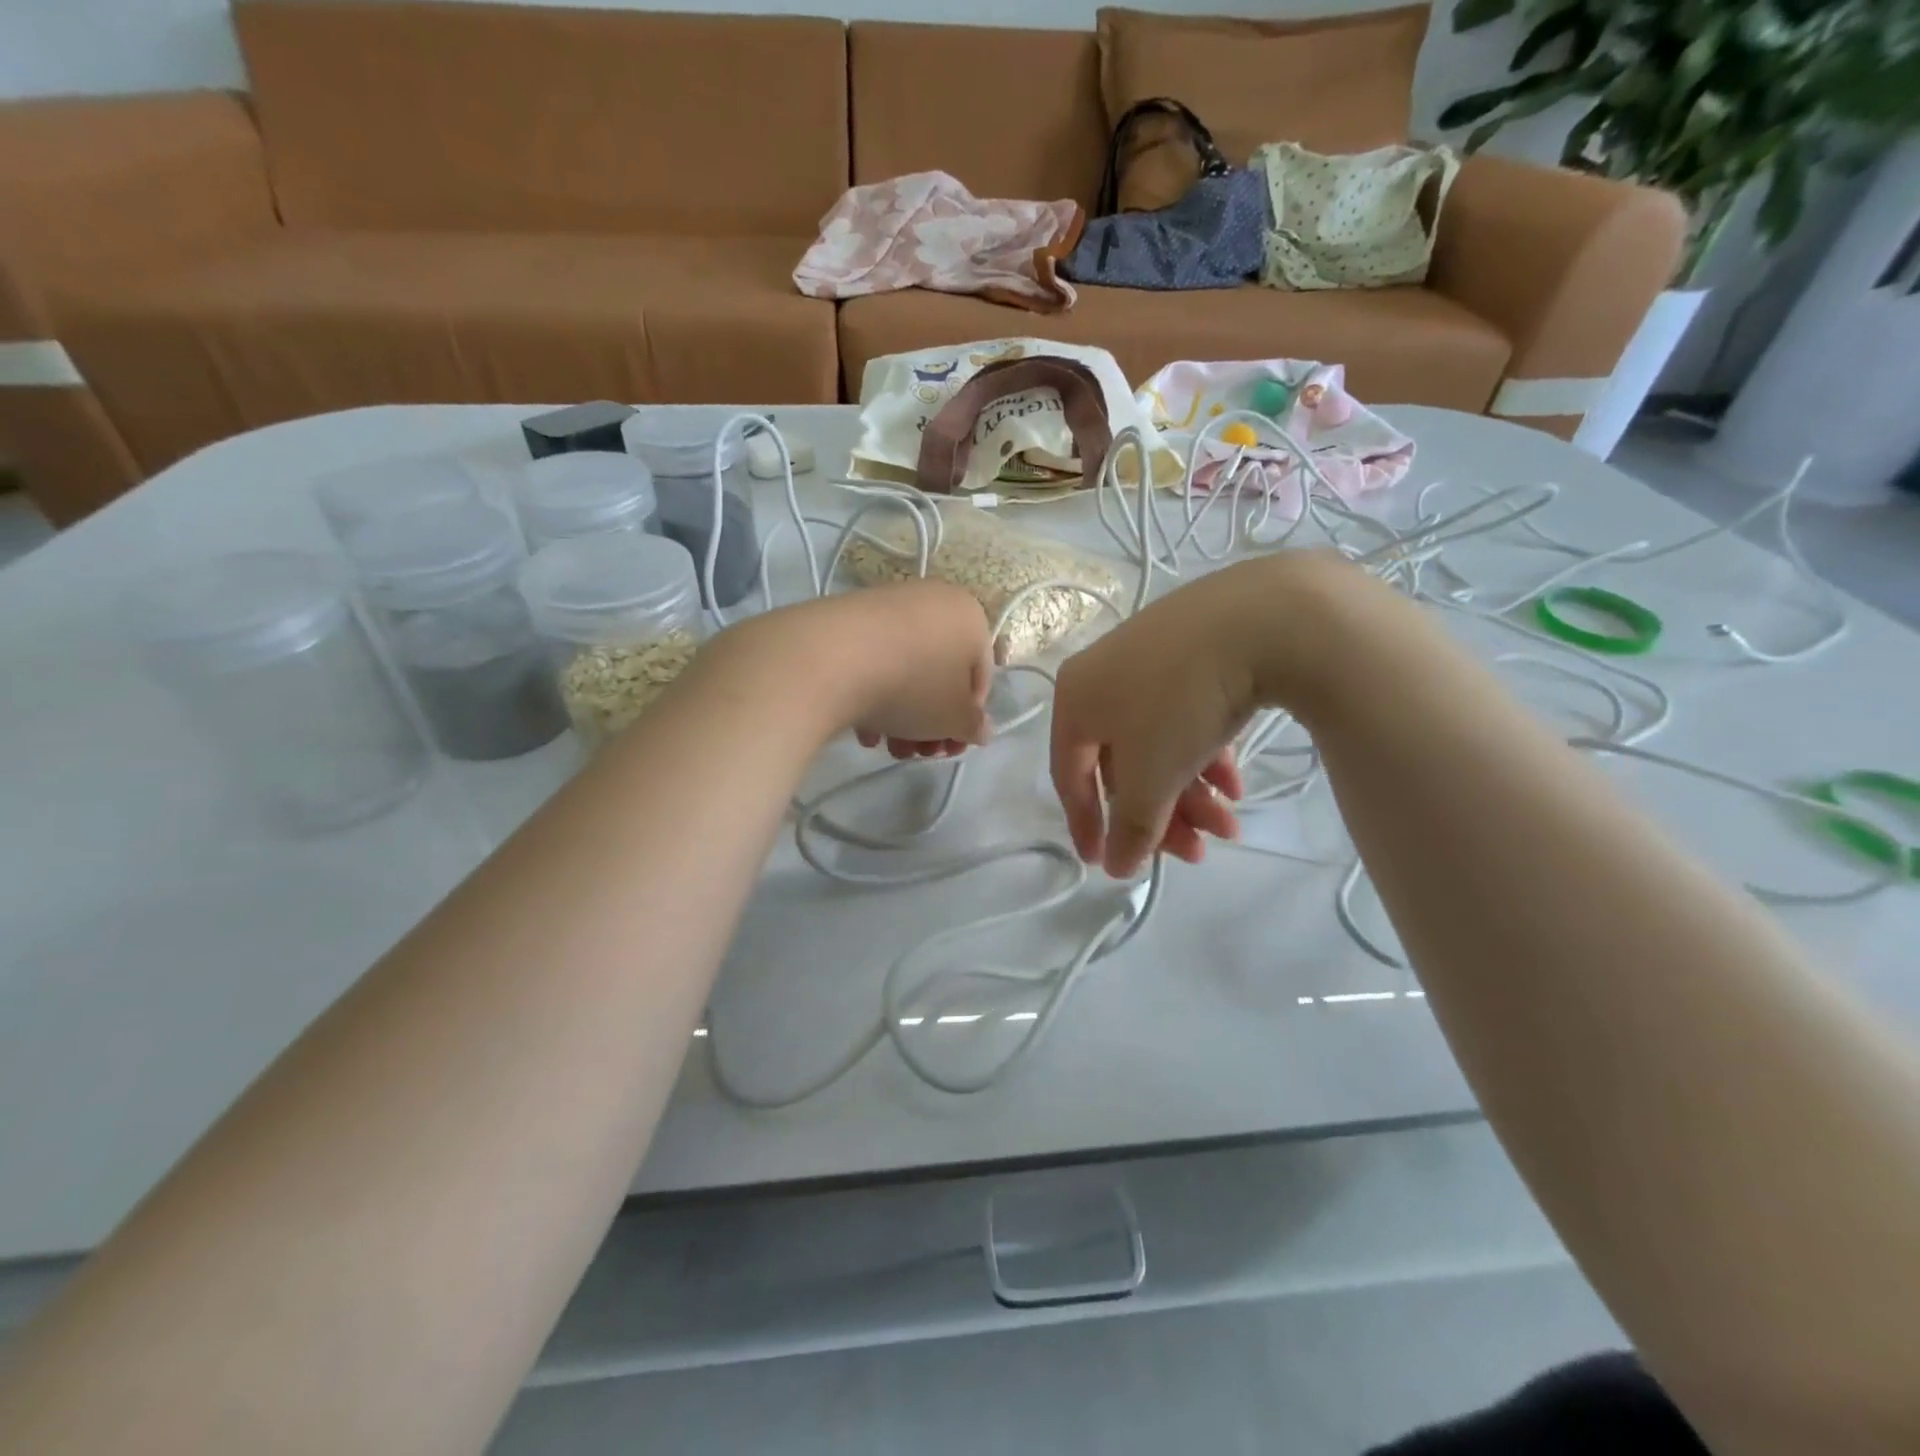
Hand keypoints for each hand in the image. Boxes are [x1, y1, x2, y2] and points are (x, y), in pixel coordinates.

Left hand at [831, 582, 995, 754]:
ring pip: (907, 669)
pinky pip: (874, 659)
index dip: (968, 718)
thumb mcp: (954, 718)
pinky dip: (874, 693)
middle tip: (919, 753)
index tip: (950, 746)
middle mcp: (933, 601)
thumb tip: (980, 729)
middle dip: (931, 721)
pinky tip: (863, 728)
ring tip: (888, 747)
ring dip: (903, 715)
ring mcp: (889, 605)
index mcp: (970, 616)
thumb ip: (973, 725)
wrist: (833, 657)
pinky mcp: (849, 616)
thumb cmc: (914, 686)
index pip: (980, 676)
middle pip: (940, 674)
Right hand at [1051, 555, 1345, 876]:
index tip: (1106, 865)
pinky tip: (1236, 783)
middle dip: (1159, 815)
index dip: (1086, 825)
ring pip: (1159, 743)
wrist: (1263, 618)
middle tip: (1196, 855)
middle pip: (1123, 764)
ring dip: (1190, 793)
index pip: (1070, 775)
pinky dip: (1205, 754)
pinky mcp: (1196, 648)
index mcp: (1075, 699)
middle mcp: (1104, 675)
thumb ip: (1130, 827)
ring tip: (1230, 827)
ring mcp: (1152, 657)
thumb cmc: (1181, 703)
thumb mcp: (1150, 776)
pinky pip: (1187, 715)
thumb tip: (1115, 868)